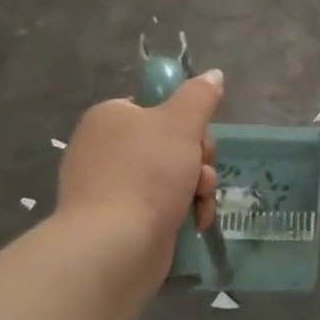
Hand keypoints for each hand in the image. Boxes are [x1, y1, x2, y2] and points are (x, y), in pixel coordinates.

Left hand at [55, 71, 222, 280]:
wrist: (115, 245)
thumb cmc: (147, 173)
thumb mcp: (181, 123)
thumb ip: (200, 96)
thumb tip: (214, 74)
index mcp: (110, 118)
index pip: (157, 107)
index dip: (186, 122)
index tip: (197, 137)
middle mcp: (106, 148)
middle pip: (171, 142)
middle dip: (198, 159)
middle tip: (199, 172)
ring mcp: (111, 186)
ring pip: (174, 175)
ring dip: (197, 186)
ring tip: (198, 202)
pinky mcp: (121, 219)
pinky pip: (163, 204)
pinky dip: (184, 211)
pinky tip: (195, 222)